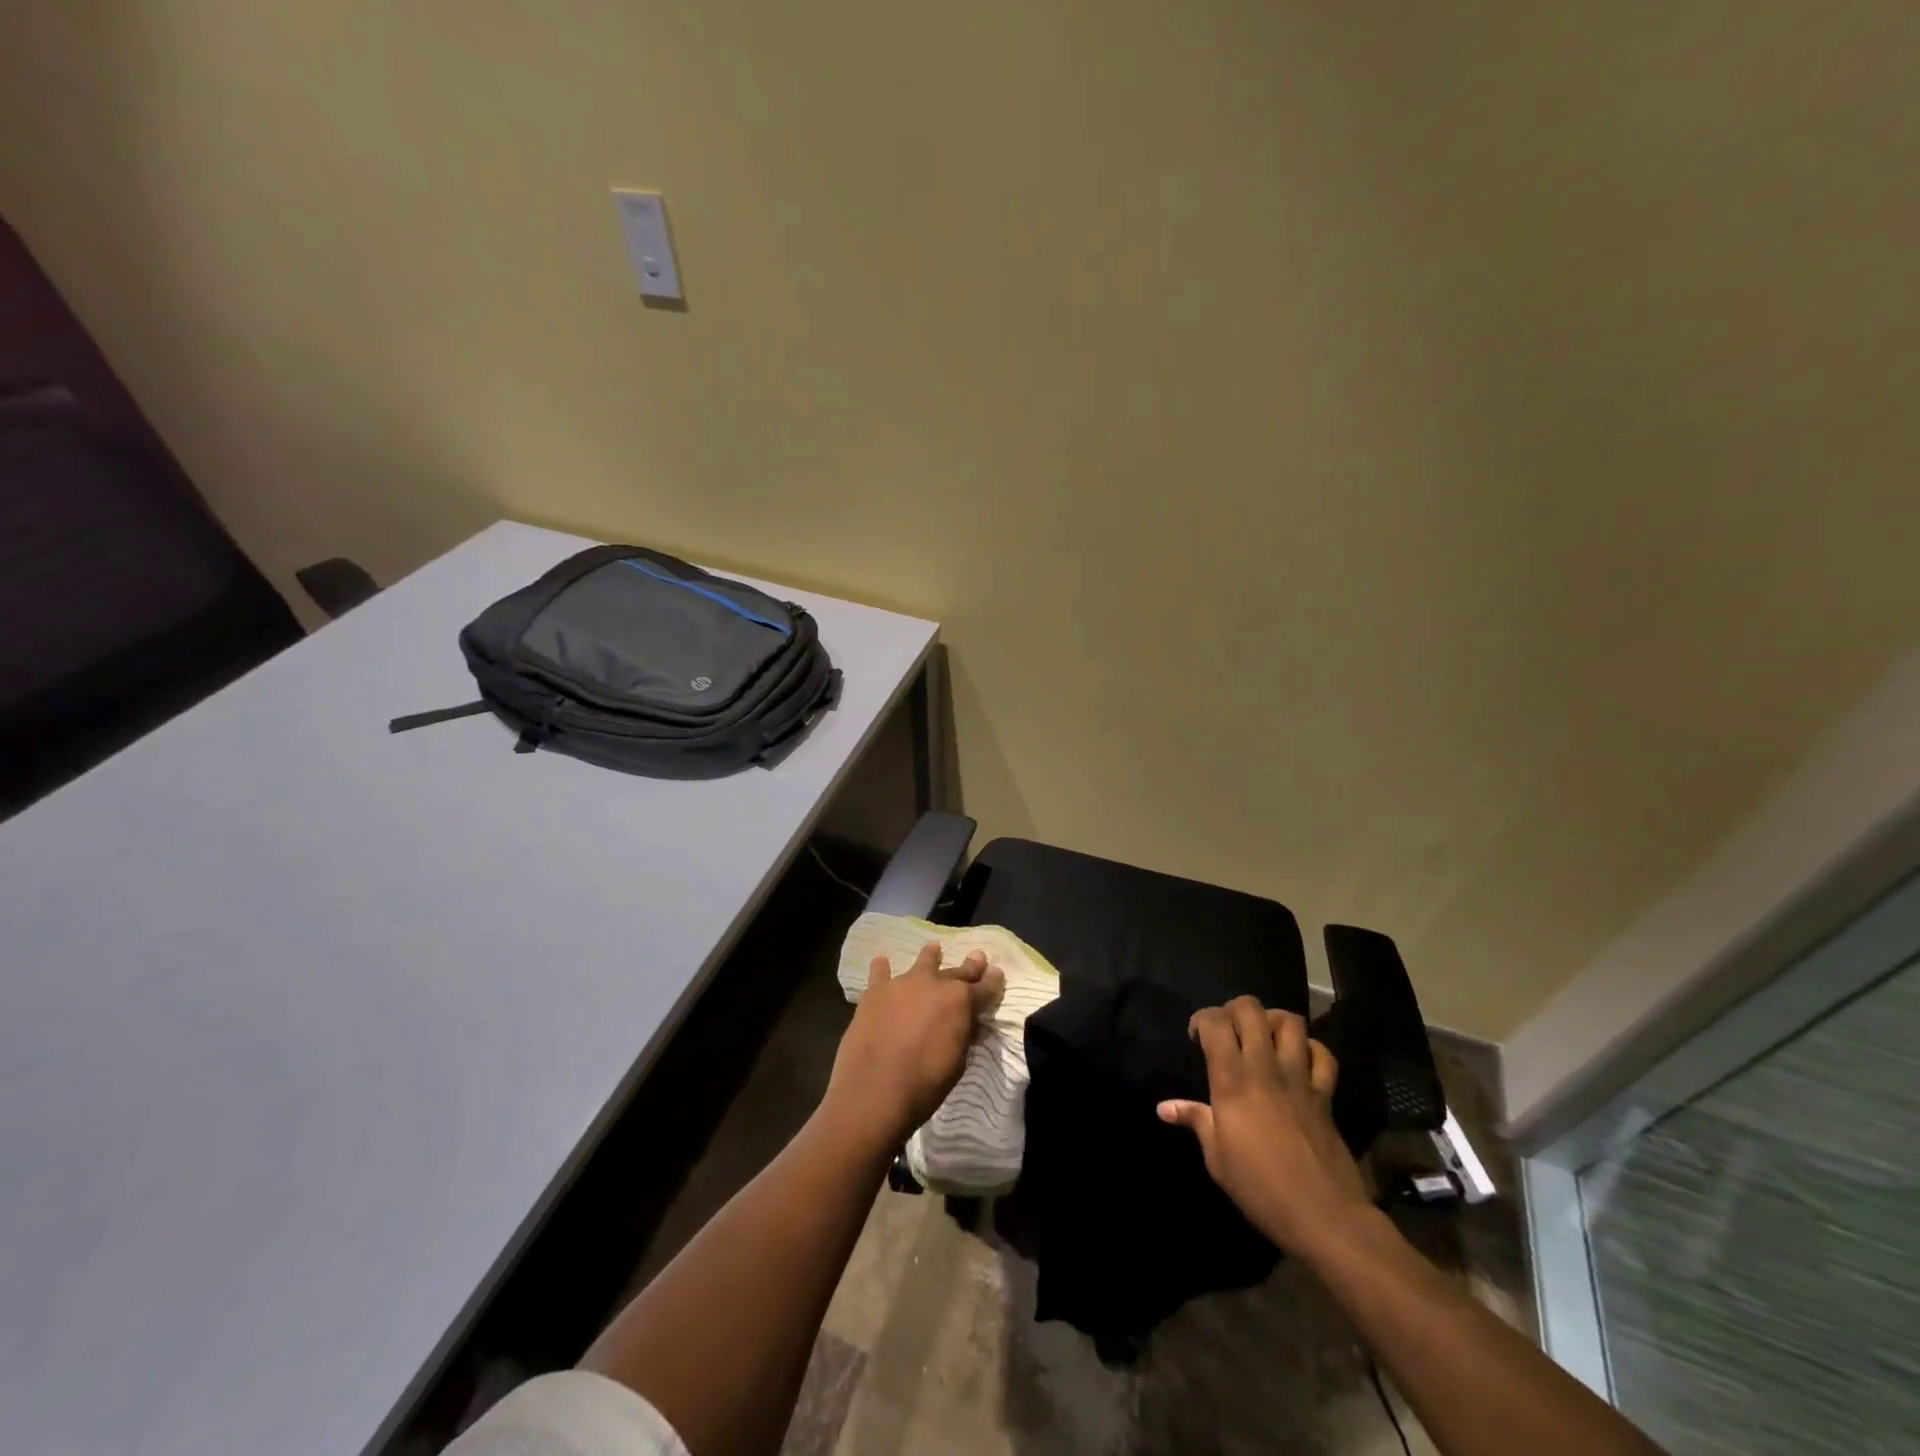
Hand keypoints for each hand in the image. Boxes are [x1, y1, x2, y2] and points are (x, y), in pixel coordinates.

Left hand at [826, 943, 1005, 1148]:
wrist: (874, 1092)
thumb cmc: (925, 1085)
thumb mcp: (958, 1063)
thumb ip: (965, 1035)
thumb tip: (972, 1024)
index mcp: (960, 1001)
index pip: (984, 987)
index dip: (992, 982)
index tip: (997, 974)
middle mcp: (934, 983)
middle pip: (957, 971)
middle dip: (970, 966)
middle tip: (977, 957)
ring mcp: (903, 983)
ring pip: (922, 962)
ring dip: (930, 957)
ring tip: (933, 949)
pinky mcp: (875, 991)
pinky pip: (880, 972)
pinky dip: (882, 968)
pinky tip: (881, 962)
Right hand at [1158, 997, 1370, 1258]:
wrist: (1324, 1216)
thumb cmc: (1260, 1188)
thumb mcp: (1217, 1159)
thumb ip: (1195, 1120)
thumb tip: (1164, 1107)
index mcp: (1232, 1080)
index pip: (1215, 1022)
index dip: (1201, 1019)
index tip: (1196, 1037)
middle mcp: (1265, 1067)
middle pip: (1251, 1009)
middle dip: (1234, 1010)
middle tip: (1228, 1031)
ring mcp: (1299, 1077)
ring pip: (1289, 1021)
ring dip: (1272, 1021)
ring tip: (1262, 1037)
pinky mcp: (1326, 1094)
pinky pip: (1323, 1054)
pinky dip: (1310, 1049)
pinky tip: (1299, 1061)